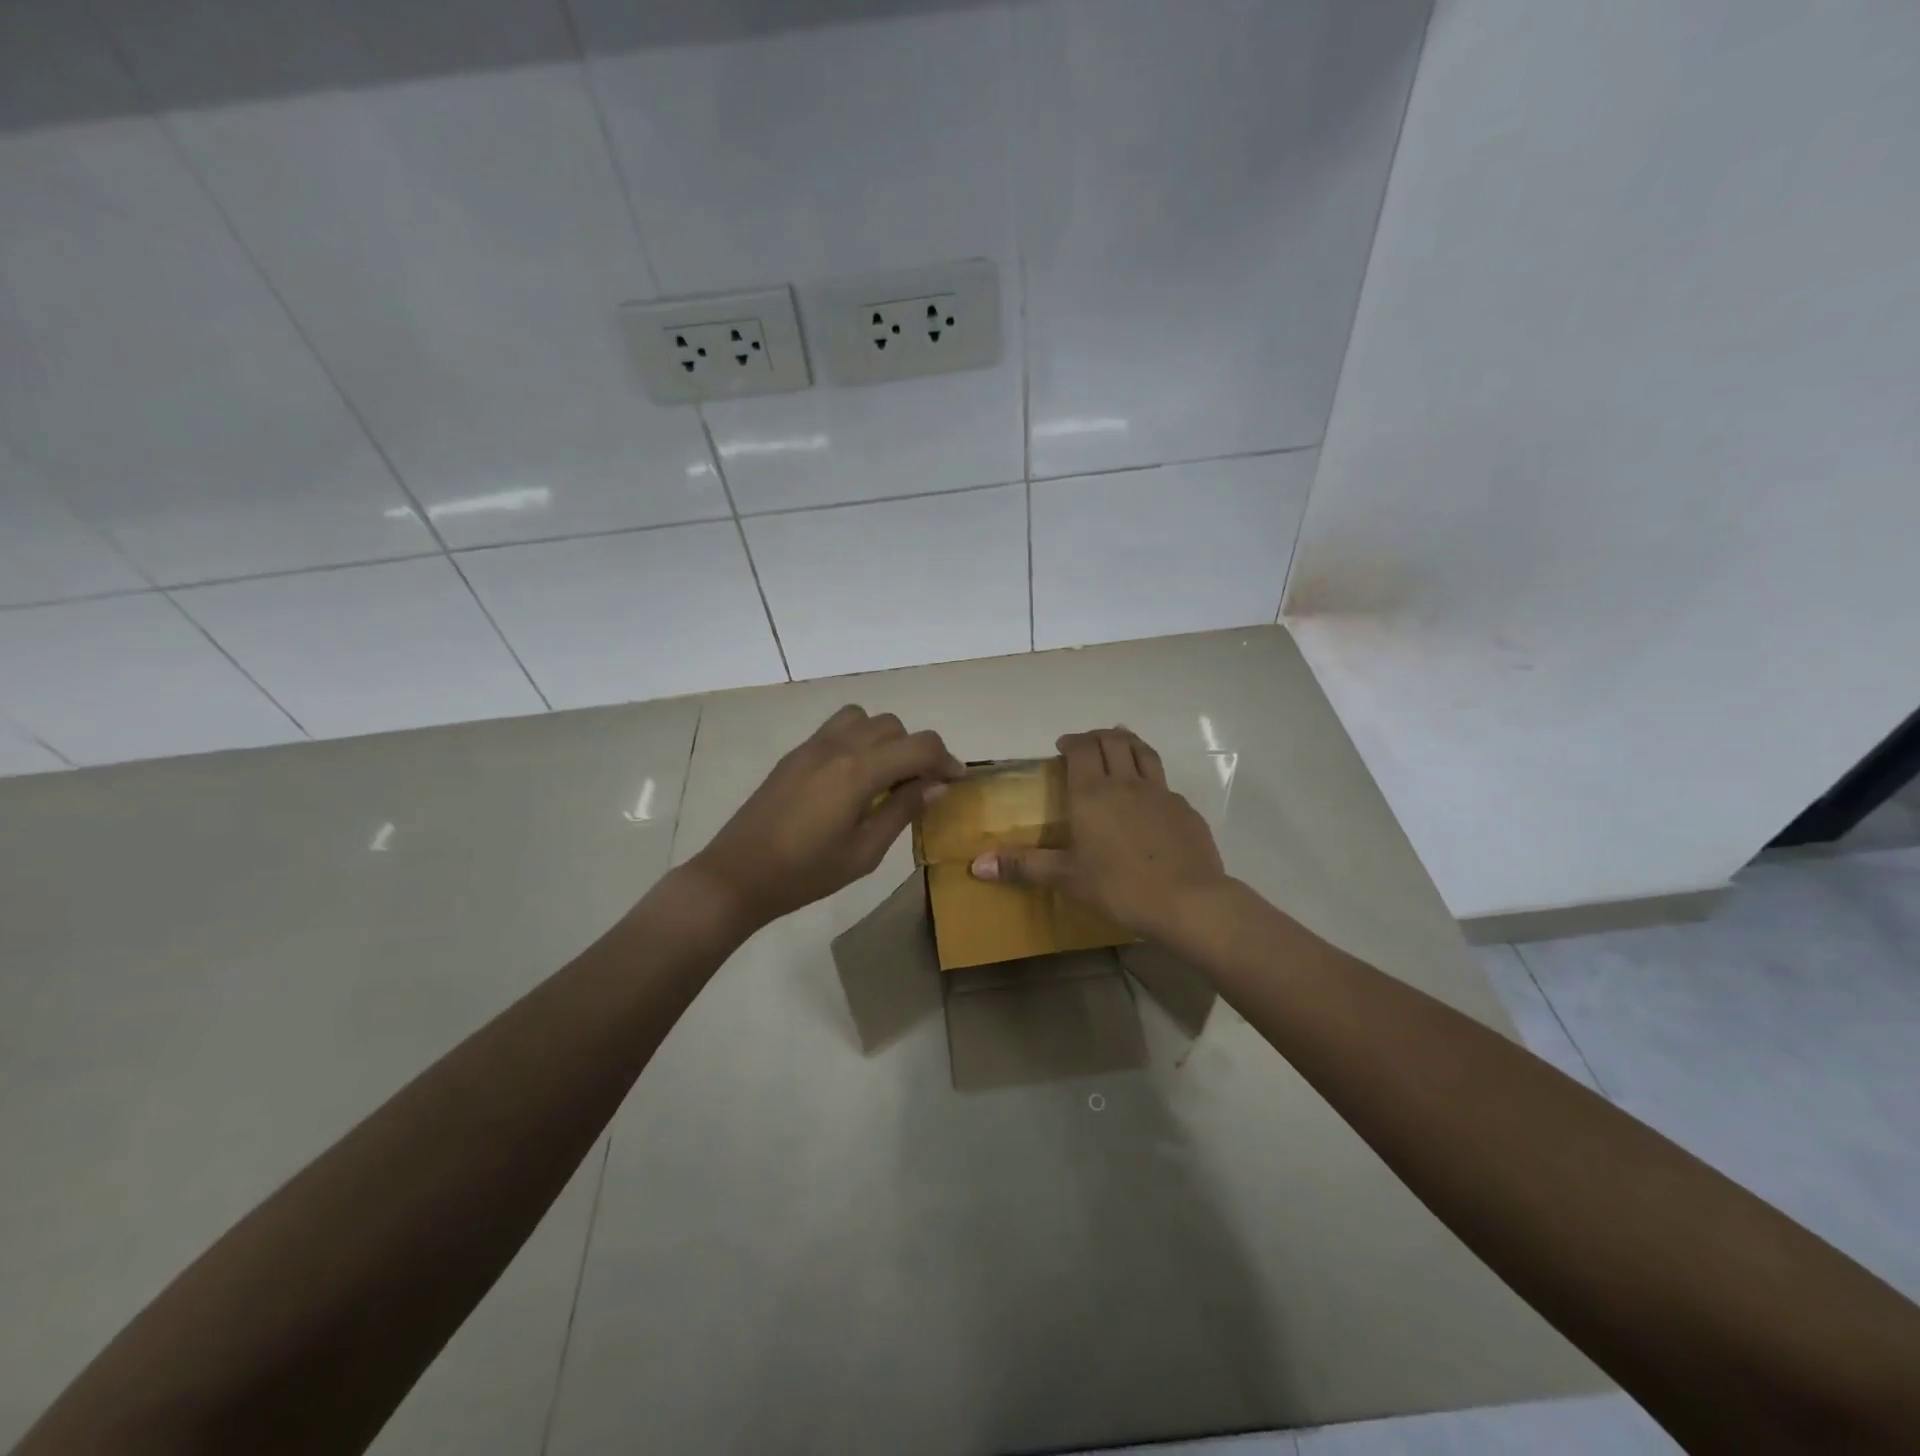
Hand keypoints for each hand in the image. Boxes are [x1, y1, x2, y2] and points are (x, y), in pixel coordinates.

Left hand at [685, 705, 962, 929]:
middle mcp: (838, 746)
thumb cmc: (806, 874)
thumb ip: (902, 811)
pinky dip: (859, 739)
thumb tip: (936, 785)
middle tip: (921, 786)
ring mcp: (812, 746)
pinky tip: (854, 777)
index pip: (919, 745)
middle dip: (916, 750)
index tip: (955, 781)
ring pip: (864, 718)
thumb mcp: (864, 852)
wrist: (738, 875)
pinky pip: (838, 728)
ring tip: (886, 775)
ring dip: (885, 739)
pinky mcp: (796, 754)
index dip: (946, 759)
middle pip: (894, 726)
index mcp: (858, 771)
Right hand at [970, 727, 1226, 939]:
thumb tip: (976, 865)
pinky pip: (1164, 782)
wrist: (1187, 902)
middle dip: (1097, 736)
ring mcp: (1160, 793)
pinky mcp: (1185, 809)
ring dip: (1128, 742)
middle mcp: (1126, 783)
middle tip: (1086, 745)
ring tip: (1119, 744)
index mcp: (1092, 793)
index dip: (1072, 741)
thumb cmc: (1119, 887)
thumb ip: (1023, 866)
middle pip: (1113, 741)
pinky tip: (1148, 797)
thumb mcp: (1066, 878)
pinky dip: (1151, 777)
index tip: (1062, 747)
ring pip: (1143, 751)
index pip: (1082, 748)